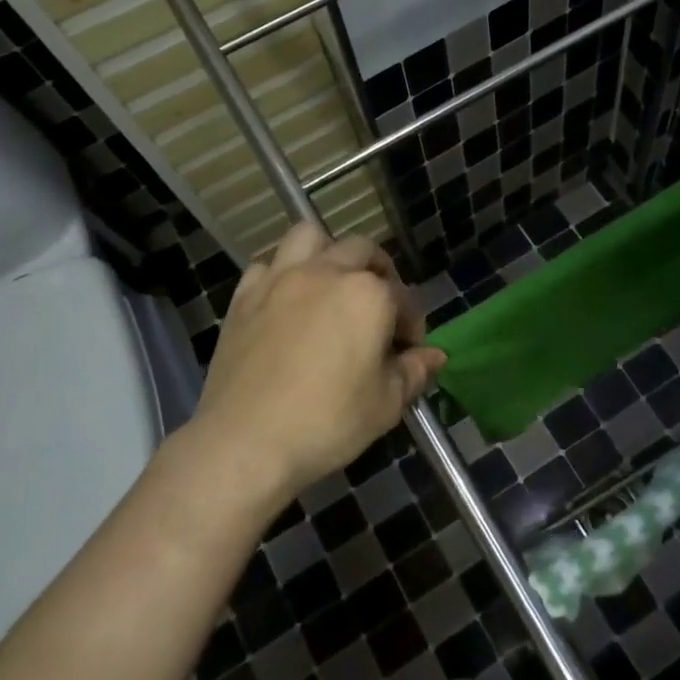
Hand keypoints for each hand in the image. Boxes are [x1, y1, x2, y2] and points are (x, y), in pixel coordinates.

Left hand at [191, 224, 444, 498]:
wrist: (245, 442)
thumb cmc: (327, 422)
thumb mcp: (385, 405)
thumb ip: (414, 372)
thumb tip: (435, 355)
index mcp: (368, 295)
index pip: (403, 298)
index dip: (411, 325)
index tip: (408, 352)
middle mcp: (326, 272)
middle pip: (362, 251)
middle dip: (379, 273)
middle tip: (378, 309)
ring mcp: (281, 278)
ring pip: (309, 237)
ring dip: (327, 253)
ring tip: (331, 284)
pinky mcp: (245, 295)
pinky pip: (267, 264)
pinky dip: (282, 273)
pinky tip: (285, 301)